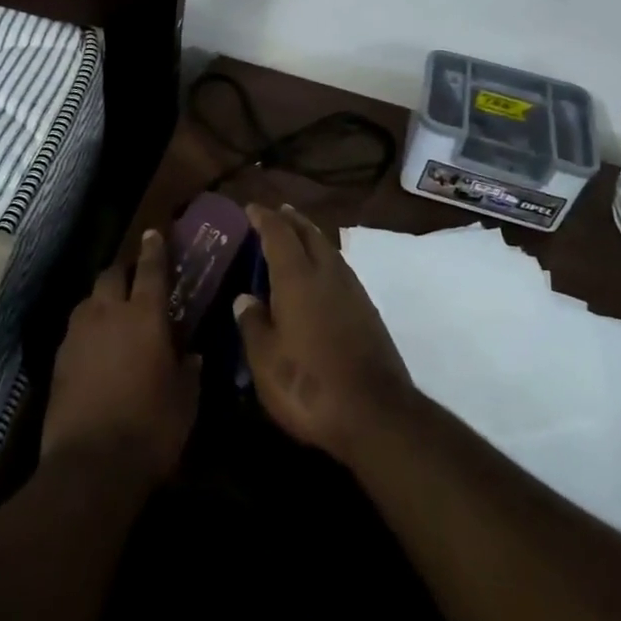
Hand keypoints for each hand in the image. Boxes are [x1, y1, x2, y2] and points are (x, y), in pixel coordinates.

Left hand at [41, 229, 199, 488]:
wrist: (91, 466)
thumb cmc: (151, 428)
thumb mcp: (186, 401)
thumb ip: (190, 370)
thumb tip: (193, 355)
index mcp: (145, 315)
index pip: (151, 269)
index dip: (154, 248)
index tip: (154, 233)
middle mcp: (109, 314)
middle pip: (111, 274)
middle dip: (123, 271)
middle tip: (134, 279)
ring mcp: (78, 335)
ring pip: (88, 300)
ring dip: (101, 299)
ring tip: (112, 314)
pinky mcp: (58, 360)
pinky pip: (74, 329)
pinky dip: (86, 329)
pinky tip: (94, 347)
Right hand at [233, 204, 415, 468]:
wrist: (375, 412)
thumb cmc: (308, 384)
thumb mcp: (265, 360)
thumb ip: (252, 324)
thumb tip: (245, 298)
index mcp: (297, 277)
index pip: (278, 233)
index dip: (263, 218)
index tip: (250, 208)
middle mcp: (327, 273)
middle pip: (309, 233)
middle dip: (291, 219)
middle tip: (277, 212)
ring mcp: (352, 290)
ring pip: (328, 249)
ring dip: (311, 237)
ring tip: (297, 236)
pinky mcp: (368, 311)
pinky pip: (341, 269)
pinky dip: (325, 260)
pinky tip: (320, 275)